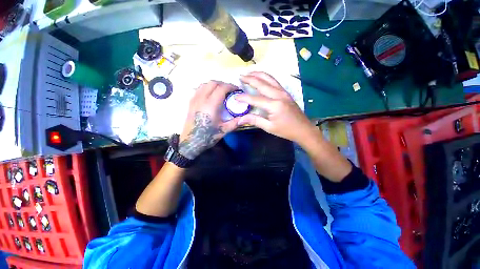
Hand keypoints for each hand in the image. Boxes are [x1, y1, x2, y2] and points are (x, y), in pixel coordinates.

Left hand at [179, 81, 239, 159]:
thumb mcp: (223, 130)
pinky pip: (199, 89)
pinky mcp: (191, 102)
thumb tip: (245, 117)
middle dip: (223, 84)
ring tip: (221, 91)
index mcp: (211, 105)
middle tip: (230, 90)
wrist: (191, 142)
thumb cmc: (207, 136)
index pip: (221, 88)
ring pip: (205, 84)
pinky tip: (211, 95)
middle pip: (213, 83)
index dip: (230, 86)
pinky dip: (207, 88)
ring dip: (214, 85)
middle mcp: (201, 99)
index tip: (237, 90)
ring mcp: (194, 99)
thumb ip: (235, 122)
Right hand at [235, 72, 314, 143]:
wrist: (303, 129)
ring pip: (269, 79)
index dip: (244, 97)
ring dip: (258, 74)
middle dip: (250, 79)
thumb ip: (254, 120)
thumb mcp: (269, 127)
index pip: (255, 99)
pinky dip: (266, 77)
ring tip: (249, 73)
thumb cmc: (286, 130)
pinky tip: (261, 77)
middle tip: (240, 77)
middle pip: (262, 83)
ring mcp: (284, 92)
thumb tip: (240, 119)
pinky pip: (274, 81)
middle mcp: (279, 95)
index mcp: (274, 105)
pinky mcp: (286, 92)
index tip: (235, 96)